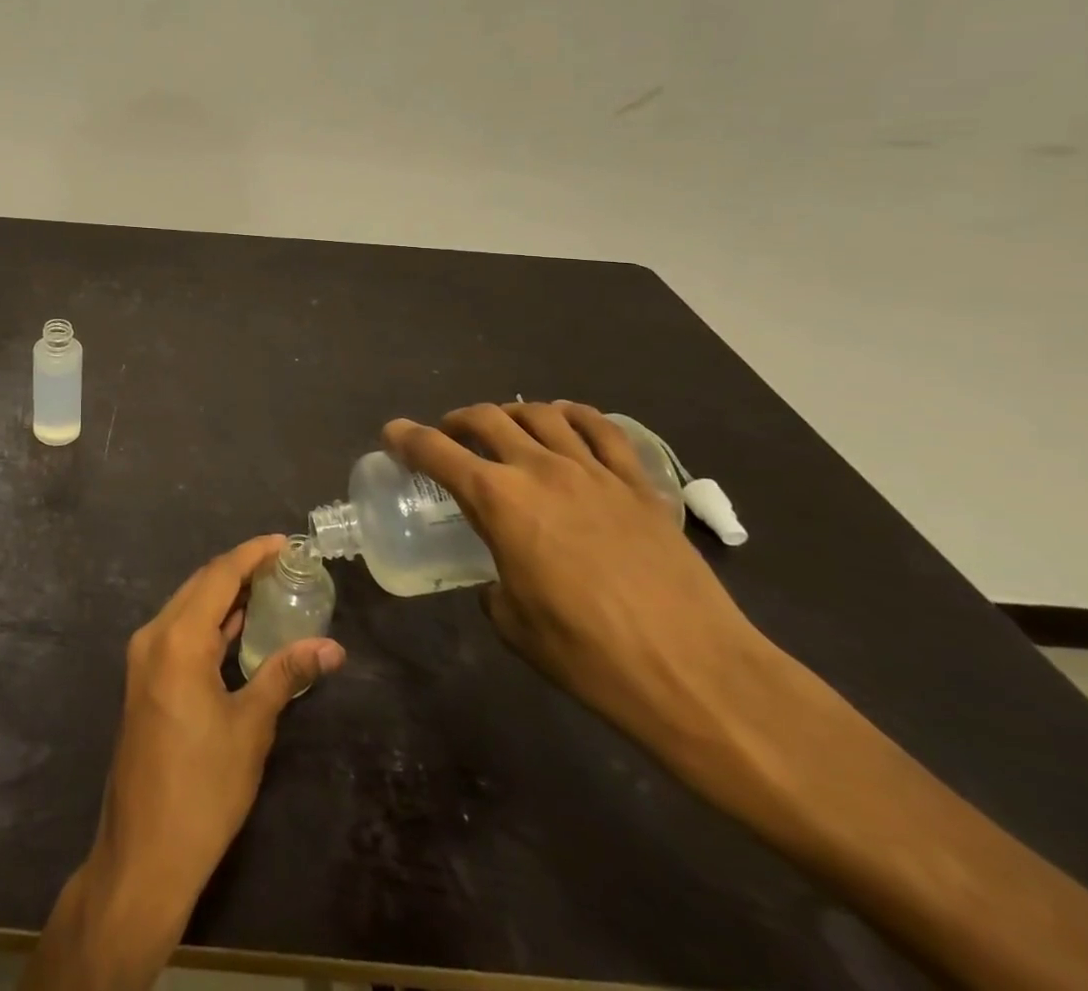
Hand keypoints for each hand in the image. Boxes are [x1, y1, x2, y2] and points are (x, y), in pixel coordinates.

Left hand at [96, 534, 345, 911]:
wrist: (144, 853)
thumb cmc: (202, 789)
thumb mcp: (251, 728)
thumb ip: (286, 676)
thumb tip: (331, 647)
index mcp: (177, 639)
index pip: (219, 576)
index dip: (252, 554)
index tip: (284, 542)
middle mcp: (154, 636)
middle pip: (200, 586)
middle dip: (240, 570)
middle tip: (282, 565)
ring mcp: (144, 658)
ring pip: (188, 607)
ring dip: (224, 596)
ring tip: (268, 587)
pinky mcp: (145, 679)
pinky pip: (180, 632)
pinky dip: (210, 622)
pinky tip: (238, 626)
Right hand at [383, 402, 772, 758]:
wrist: (695, 673)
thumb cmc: (588, 655)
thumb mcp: (515, 624)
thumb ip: (494, 585)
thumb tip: (501, 577)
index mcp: (499, 500)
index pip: (436, 452)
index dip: (406, 437)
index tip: (392, 433)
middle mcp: (541, 470)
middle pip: (488, 418)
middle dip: (457, 420)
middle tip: (449, 436)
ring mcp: (594, 471)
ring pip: (542, 414)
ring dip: (511, 414)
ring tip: (505, 428)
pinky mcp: (639, 484)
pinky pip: (602, 429)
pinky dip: (574, 416)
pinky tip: (566, 424)